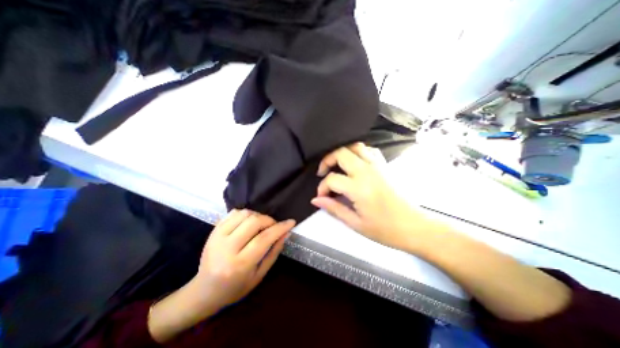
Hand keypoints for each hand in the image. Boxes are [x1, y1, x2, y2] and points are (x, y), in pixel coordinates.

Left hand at [148, 209, 295, 342]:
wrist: (203, 292)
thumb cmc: (235, 288)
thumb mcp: (259, 275)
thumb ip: (274, 252)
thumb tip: (285, 233)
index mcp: (240, 264)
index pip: (264, 238)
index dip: (280, 227)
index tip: (291, 222)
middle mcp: (227, 248)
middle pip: (254, 222)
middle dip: (269, 220)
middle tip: (274, 226)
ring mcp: (217, 237)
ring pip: (244, 214)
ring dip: (258, 216)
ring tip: (261, 225)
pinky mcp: (213, 231)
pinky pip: (233, 213)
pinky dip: (246, 214)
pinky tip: (249, 222)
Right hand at [312, 143, 432, 252]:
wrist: (415, 227)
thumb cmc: (385, 229)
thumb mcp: (355, 223)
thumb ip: (333, 208)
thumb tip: (316, 200)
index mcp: (359, 187)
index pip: (332, 179)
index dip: (322, 187)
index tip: (322, 196)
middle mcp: (367, 171)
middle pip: (341, 153)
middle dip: (327, 160)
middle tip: (323, 173)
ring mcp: (377, 166)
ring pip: (355, 146)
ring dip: (342, 153)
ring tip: (337, 165)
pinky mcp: (385, 166)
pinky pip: (369, 150)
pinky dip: (358, 152)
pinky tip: (355, 163)